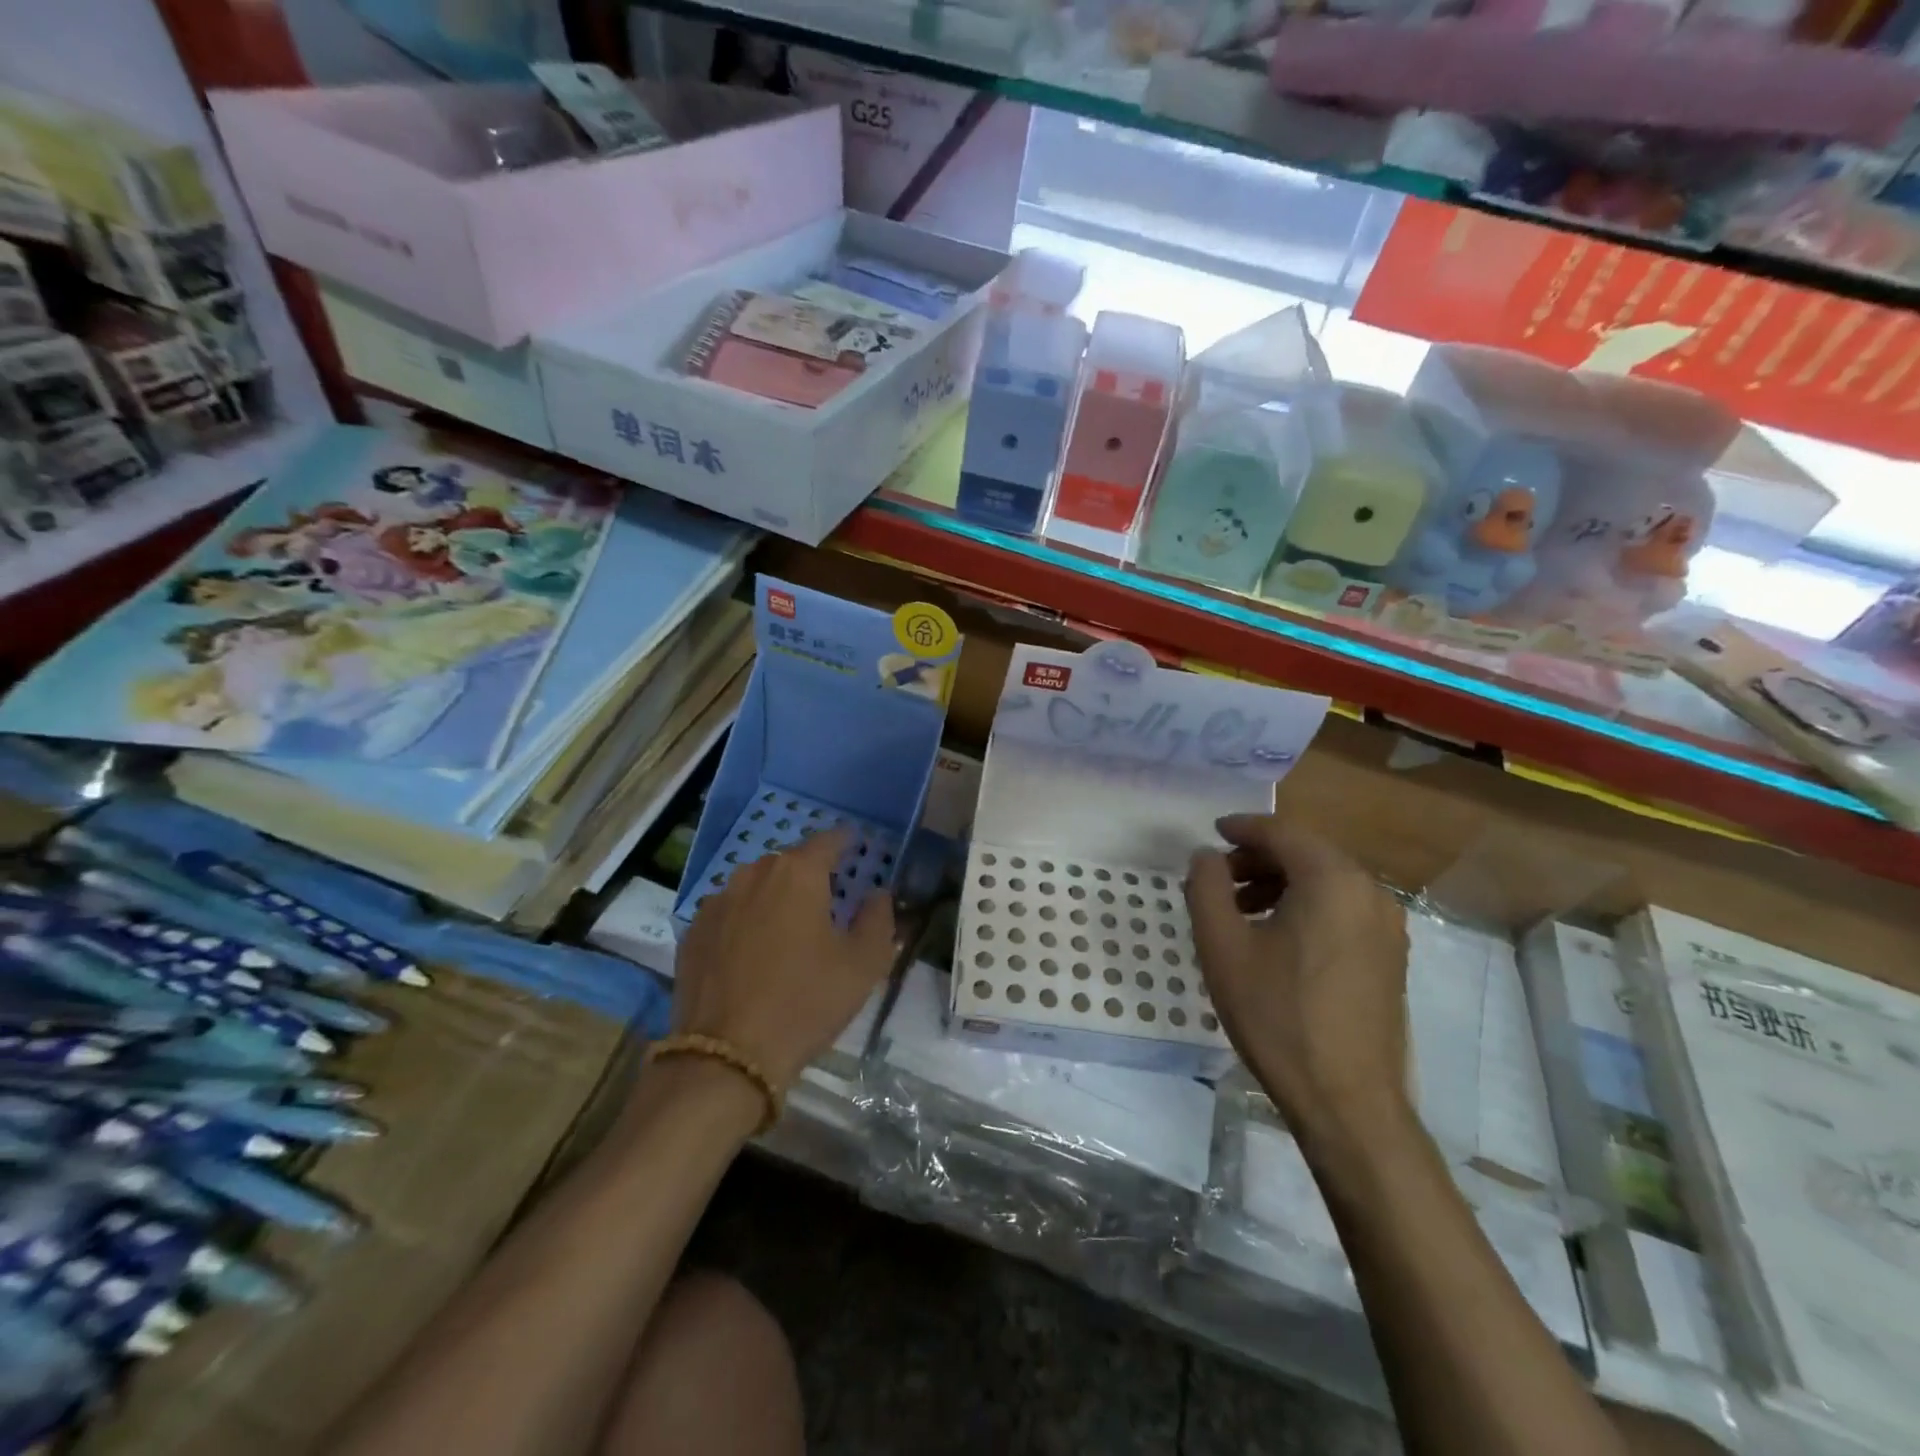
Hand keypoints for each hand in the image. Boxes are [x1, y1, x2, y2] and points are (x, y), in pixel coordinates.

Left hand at [672, 827, 895, 1092]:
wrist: (726, 1057)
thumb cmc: (805, 1002)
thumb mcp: (863, 964)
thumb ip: (878, 919)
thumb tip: (878, 894)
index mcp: (798, 873)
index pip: (829, 840)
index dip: (846, 842)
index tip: (857, 848)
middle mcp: (753, 875)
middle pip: (790, 862)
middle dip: (810, 874)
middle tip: (828, 901)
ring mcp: (716, 902)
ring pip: (755, 886)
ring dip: (775, 897)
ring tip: (788, 928)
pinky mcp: (692, 933)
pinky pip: (729, 913)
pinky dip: (745, 921)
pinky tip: (753, 953)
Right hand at [1185, 814, 1408, 1133]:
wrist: (1346, 1100)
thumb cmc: (1277, 1016)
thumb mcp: (1222, 947)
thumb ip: (1207, 888)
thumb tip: (1206, 856)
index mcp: (1332, 881)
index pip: (1282, 833)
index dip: (1242, 828)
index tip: (1212, 832)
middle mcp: (1369, 892)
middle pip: (1307, 853)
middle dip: (1259, 858)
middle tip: (1219, 878)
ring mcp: (1387, 926)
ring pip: (1326, 881)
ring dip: (1281, 883)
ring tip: (1241, 909)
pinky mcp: (1390, 956)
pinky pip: (1342, 908)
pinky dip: (1306, 905)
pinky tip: (1277, 937)